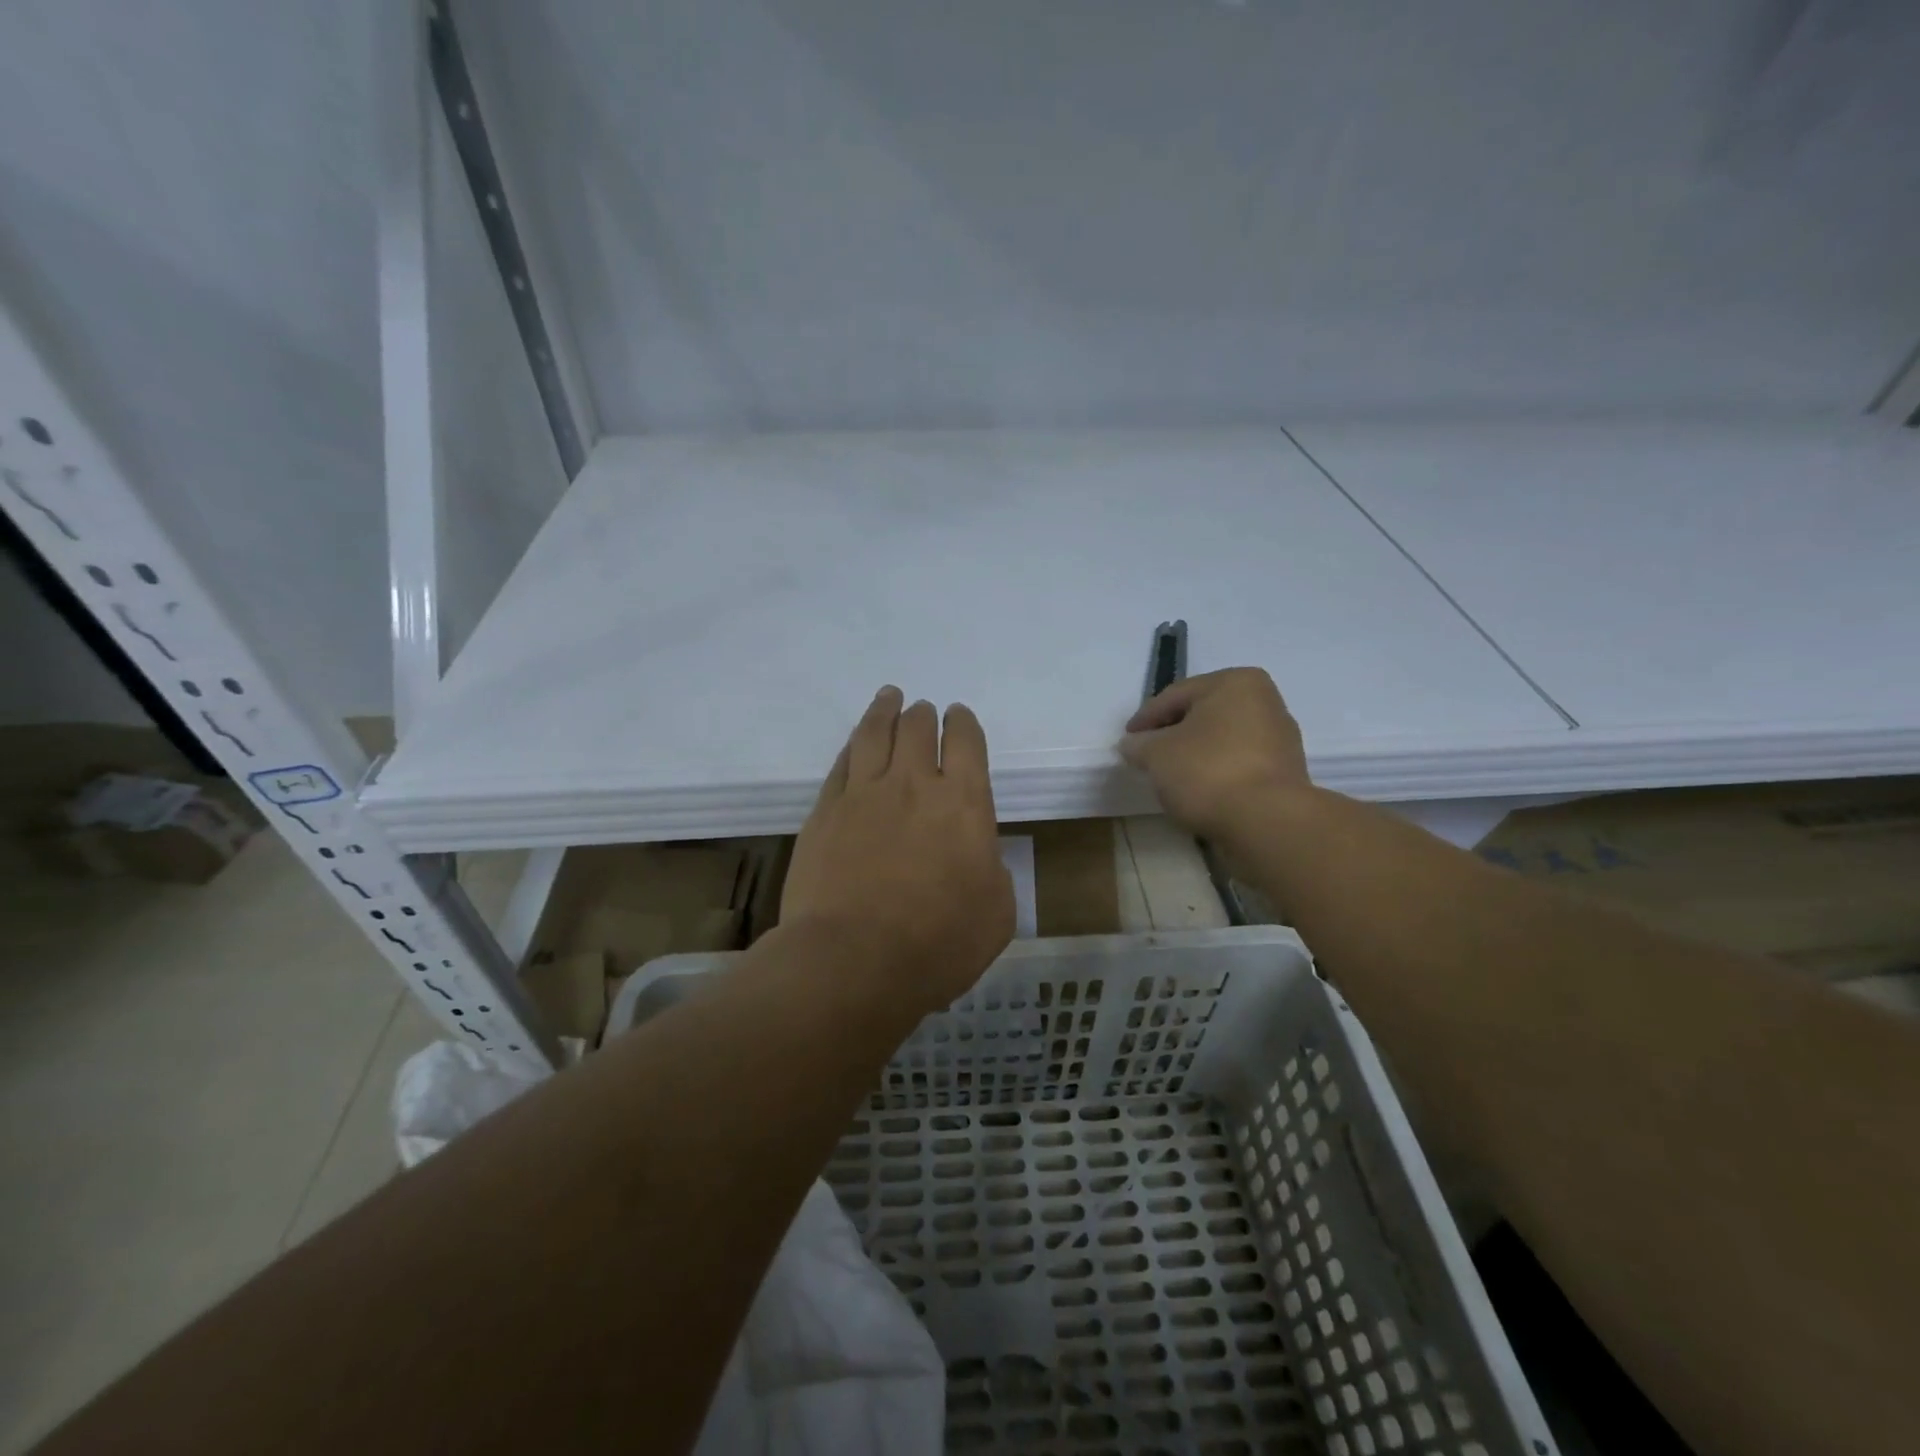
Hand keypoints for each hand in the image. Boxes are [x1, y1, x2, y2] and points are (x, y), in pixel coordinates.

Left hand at [783, 687, 1015, 1015]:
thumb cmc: (937, 944)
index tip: (959, 717)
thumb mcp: (996, 914)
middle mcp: (914, 785)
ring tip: (889, 697)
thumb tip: (976, 856)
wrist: (852, 961)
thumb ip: (991, 871)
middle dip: (924, 715)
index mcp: (965, 804)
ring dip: (885, 710)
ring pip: (875, 733)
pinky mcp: (824, 811)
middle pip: (918, 728)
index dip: (964, 723)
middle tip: (924, 711)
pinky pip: (842, 763)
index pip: (967, 742)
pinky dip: (854, 745)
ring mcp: (863, 794)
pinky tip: (856, 743)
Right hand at [1120, 668, 1311, 844]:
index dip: (1145, 718)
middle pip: (1202, 715)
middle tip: (1146, 755)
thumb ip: (1139, 745)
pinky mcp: (1284, 772)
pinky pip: (1238, 763)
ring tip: (1170, 775)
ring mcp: (1280, 738)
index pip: (1175, 696)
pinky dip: (1215, 771)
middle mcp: (1264, 701)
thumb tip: (1132, 744)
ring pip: (1221, 740)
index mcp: (1235, 682)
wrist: (1265, 821)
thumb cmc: (1207, 771)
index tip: (1126, 740)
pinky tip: (1198, 789)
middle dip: (1172, 734)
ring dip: (1195, 754)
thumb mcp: (1156, 754)